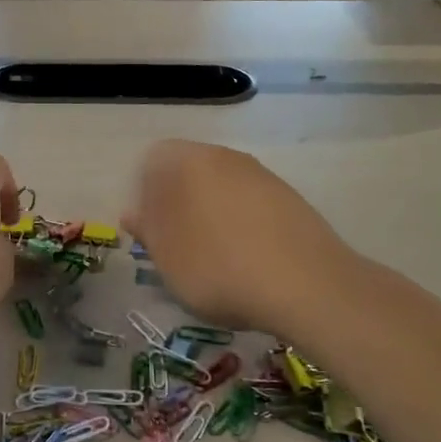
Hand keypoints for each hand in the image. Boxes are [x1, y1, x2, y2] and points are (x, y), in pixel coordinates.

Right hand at [122, 140, 353, 337]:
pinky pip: (251, 205)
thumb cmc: (218, 269)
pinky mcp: (290, 197)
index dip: (144, 195)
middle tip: (177, 247)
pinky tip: (247, 261)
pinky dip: (242, 225)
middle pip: (188, 172)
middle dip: (178, 204)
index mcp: (187, 161)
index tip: (149, 232)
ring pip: (221, 188)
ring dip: (211, 216)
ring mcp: (261, 175)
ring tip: (214, 259)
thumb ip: (147, 230)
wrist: (306, 285)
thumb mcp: (167, 258)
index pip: (152, 161)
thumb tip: (134, 212)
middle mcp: (225, 156)